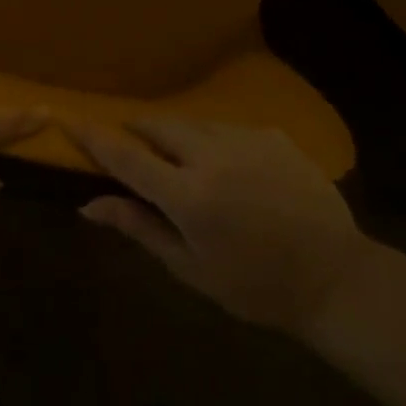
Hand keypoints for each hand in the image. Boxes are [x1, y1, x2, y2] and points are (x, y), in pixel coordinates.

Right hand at [66, 119, 373, 336]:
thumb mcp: (192, 269)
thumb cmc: (256, 287)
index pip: (126, 157)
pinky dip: (215, 141)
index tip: (69, 118)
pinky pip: (228, 128)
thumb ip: (140, 228)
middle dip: (138, 129)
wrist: (336, 278)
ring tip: (186, 162)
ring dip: (177, 136)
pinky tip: (232, 169)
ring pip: (192, 123)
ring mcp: (245, 138)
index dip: (94, 137)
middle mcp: (212, 155)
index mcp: (188, 196)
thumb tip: (89, 206)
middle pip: (157, 125)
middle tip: (133, 144)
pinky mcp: (271, 133)